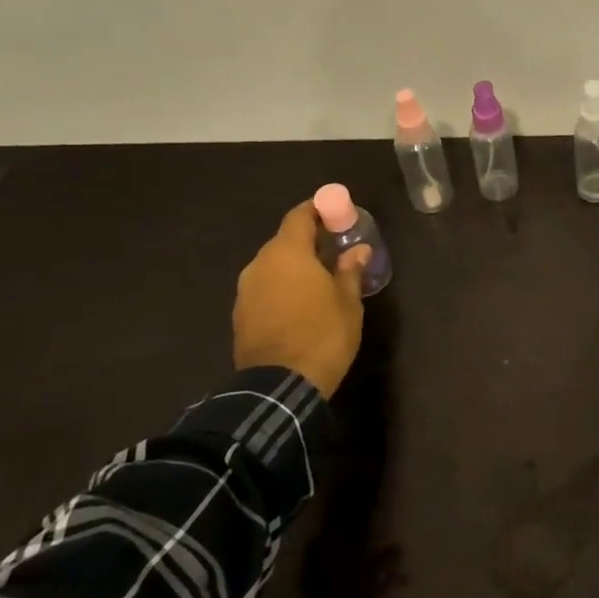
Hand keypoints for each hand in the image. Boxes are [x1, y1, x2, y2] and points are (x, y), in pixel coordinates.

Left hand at [232, 201, 371, 397]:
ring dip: (294, 268)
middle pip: (284, 241)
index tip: (336, 214)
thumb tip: (357, 250)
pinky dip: (282, 289)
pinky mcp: (241, 315)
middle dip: (309, 243)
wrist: (279, 386)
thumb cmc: (323, 334)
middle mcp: (260, 264)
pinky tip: (301, 306)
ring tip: (320, 282)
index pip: (299, 216)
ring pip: (273, 267)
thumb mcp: (348, 302)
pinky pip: (265, 290)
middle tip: (335, 251)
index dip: (318, 210)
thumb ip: (350, 271)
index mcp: (288, 253)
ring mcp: (246, 291)